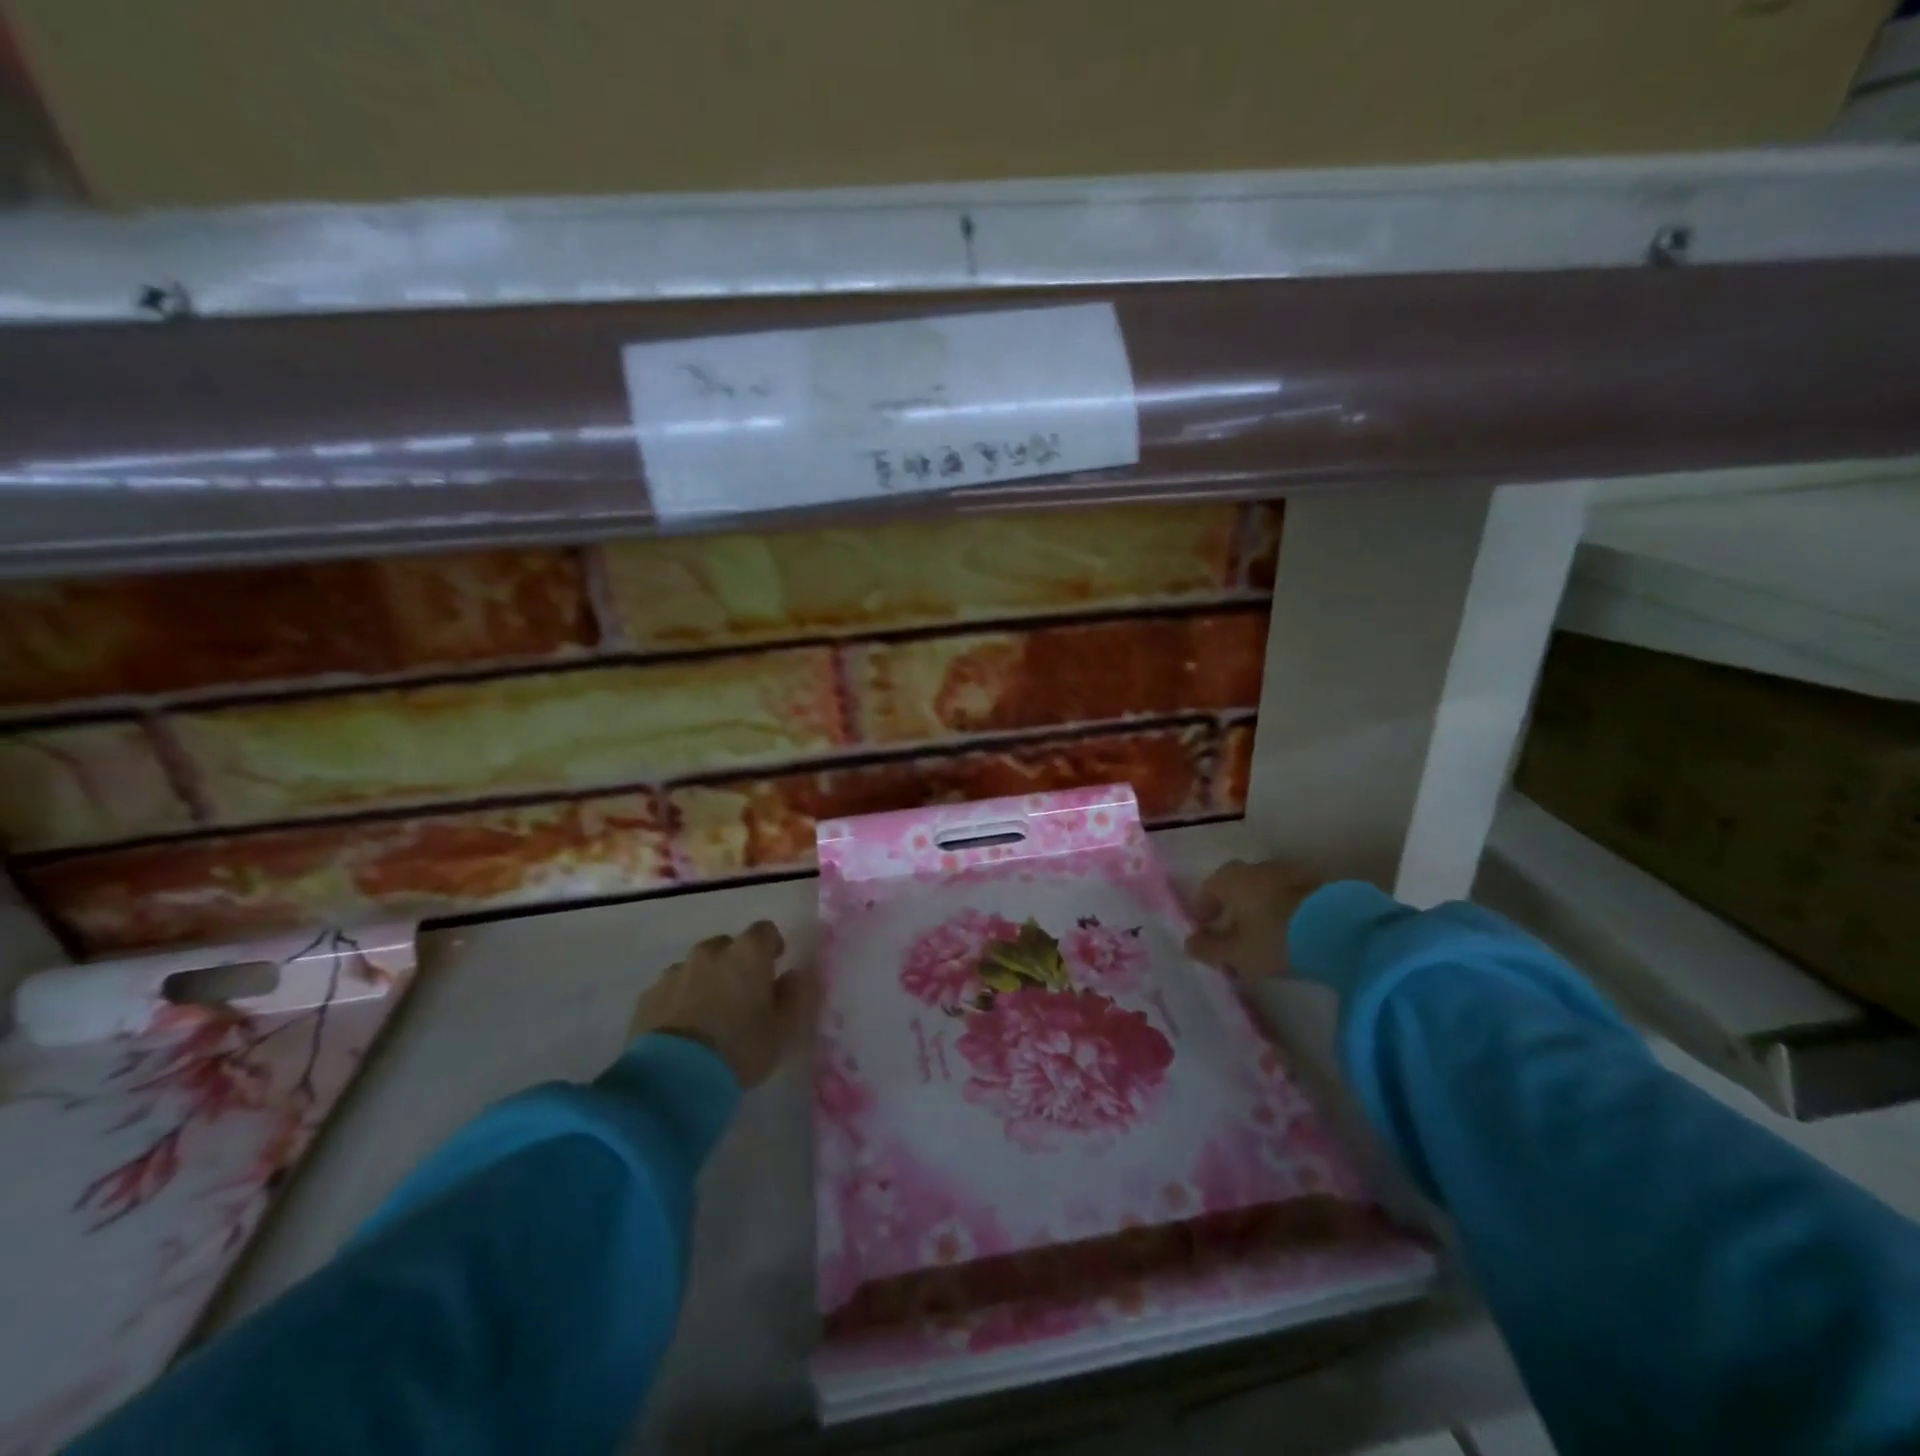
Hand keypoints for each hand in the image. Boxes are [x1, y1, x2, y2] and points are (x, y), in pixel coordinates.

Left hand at [628, 921, 818, 1087]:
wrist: (673, 1079)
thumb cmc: (739, 1049)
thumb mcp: (783, 1029)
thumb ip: (796, 996)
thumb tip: (797, 975)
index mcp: (747, 953)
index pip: (765, 931)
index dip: (771, 947)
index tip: (774, 968)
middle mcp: (710, 953)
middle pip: (728, 946)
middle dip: (736, 964)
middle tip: (741, 997)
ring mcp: (675, 972)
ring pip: (697, 967)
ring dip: (706, 981)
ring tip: (709, 1017)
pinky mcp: (648, 996)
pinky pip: (671, 989)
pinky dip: (679, 1000)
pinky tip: (683, 1031)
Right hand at [1184, 859, 1324, 980]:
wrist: (1342, 930)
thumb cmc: (1275, 939)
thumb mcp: (1237, 954)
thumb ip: (1209, 949)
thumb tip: (1190, 943)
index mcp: (1231, 878)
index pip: (1208, 889)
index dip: (1203, 909)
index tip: (1204, 928)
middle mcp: (1257, 868)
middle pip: (1238, 888)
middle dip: (1233, 910)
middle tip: (1234, 936)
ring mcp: (1291, 873)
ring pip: (1266, 891)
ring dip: (1261, 910)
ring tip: (1266, 937)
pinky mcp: (1320, 884)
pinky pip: (1292, 898)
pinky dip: (1286, 912)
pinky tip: (1293, 933)